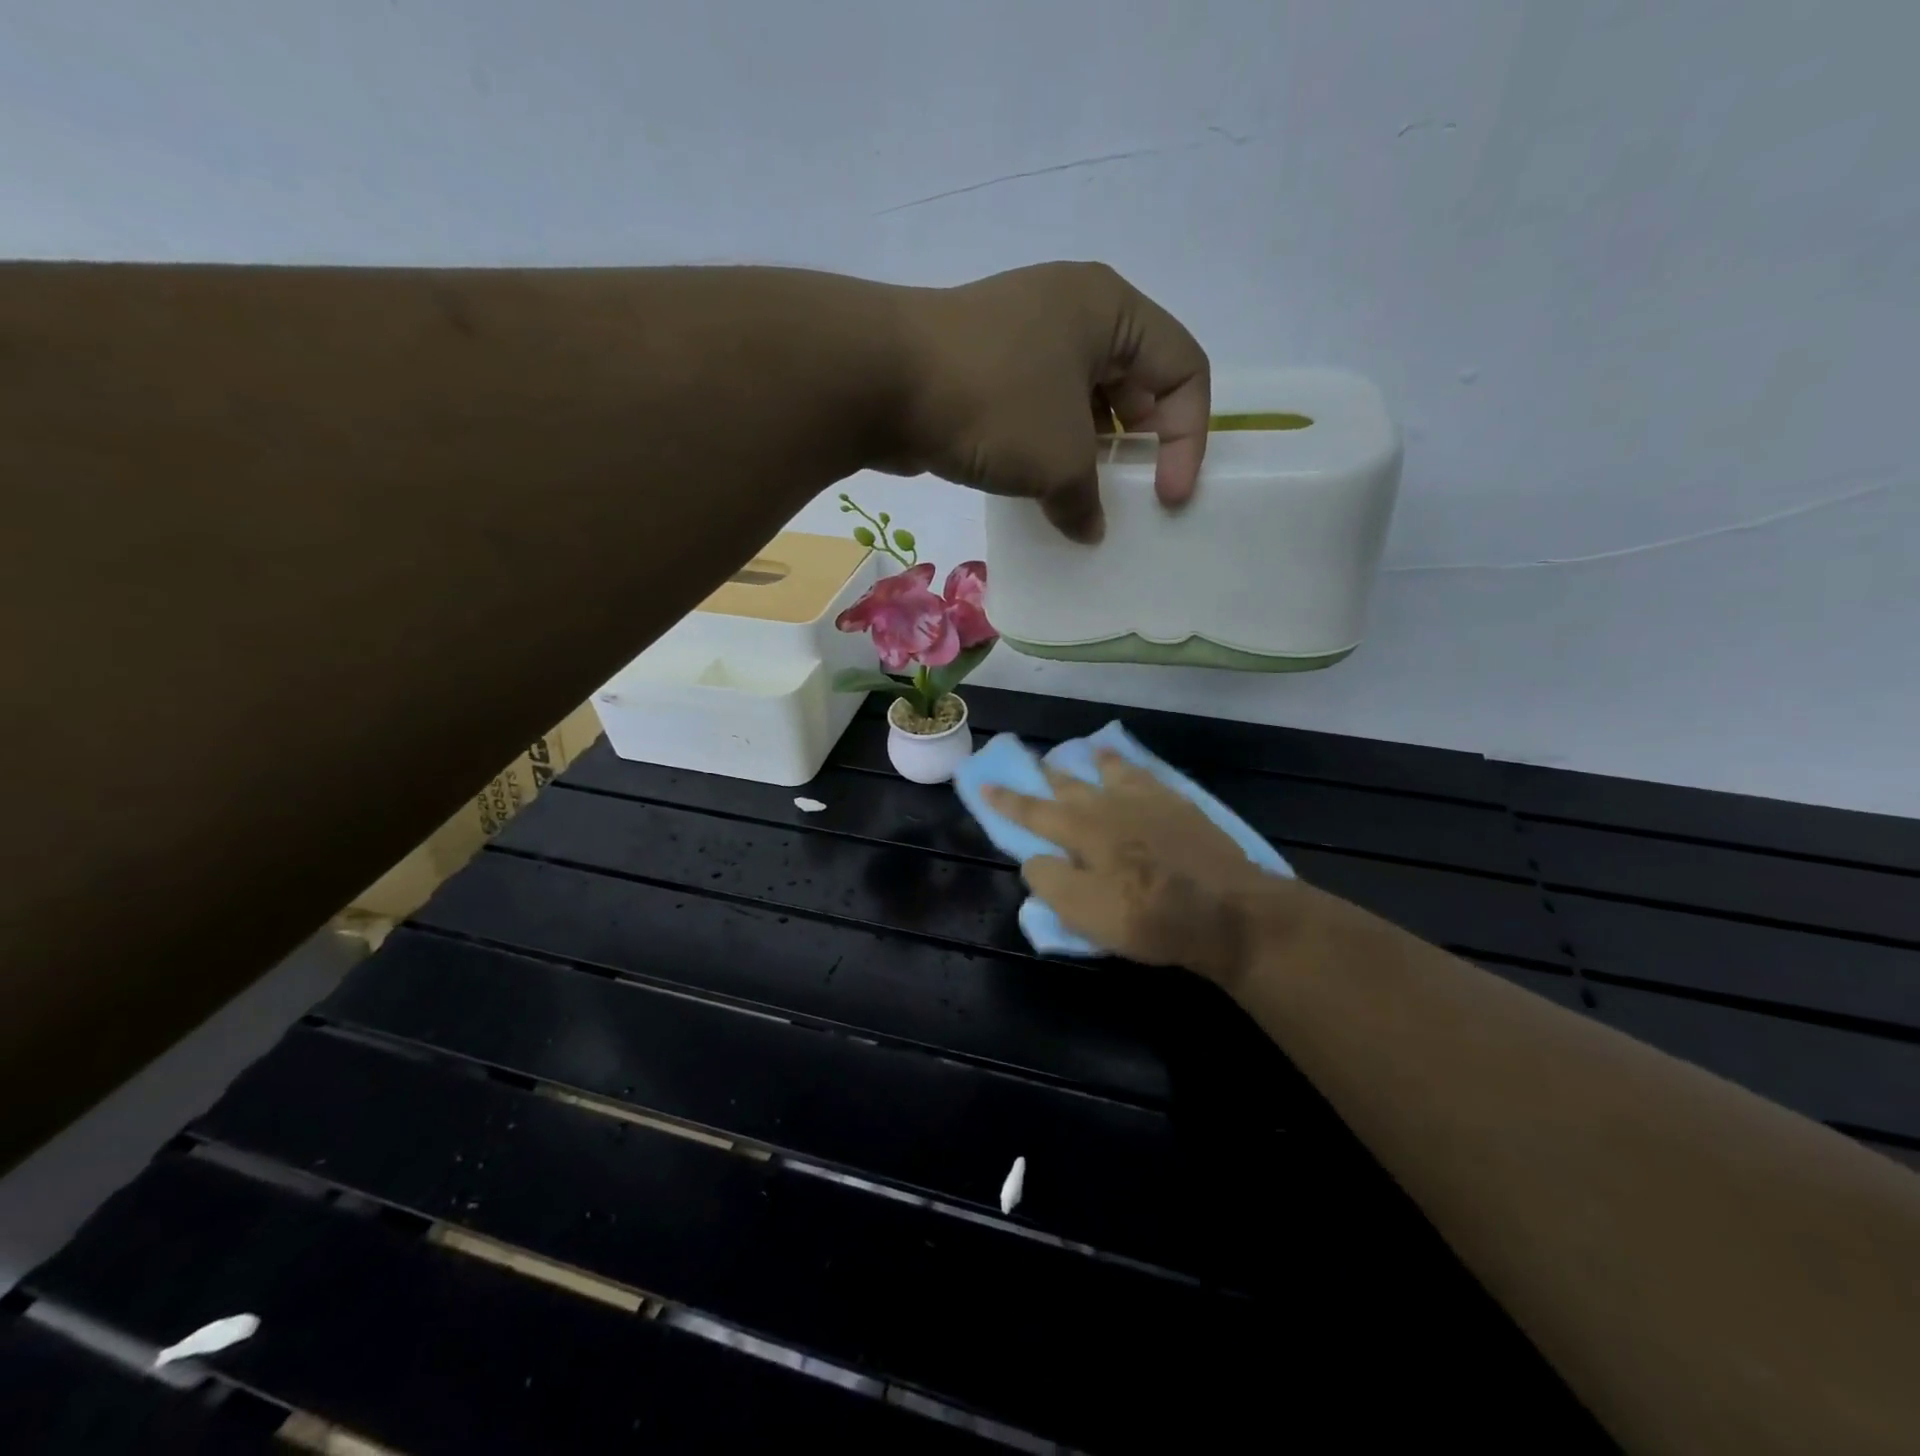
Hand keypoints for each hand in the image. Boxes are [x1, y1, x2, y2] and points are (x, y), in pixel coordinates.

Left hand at [888, 262, 1210, 543]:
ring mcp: (1022, 338)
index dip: (1188, 438)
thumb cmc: (992, 403)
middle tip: (1129, 500)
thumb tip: (1087, 528)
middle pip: (1135, 383)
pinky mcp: (985, 369)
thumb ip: (1086, 501)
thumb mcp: (1058, 459)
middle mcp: (1072, 313)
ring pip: (1081, 402)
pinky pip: (1037, 412)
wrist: (878, 380)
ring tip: (1084, 504)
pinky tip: (1040, 493)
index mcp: (1110, 310)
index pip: (1184, 368)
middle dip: (1138, 447)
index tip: (1168, 499)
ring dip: (1090, 456)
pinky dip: (1048, 452)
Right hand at [983, 748, 1284, 983]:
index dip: (1006, 800)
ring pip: (1114, 772)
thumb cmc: (1148, 916)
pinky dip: (1136, 769)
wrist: (1228, 911)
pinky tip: (1138, 770)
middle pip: (1072, 784)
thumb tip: (1033, 858)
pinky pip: (1151, 778)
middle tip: (1035, 761)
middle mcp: (1111, 805)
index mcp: (1083, 829)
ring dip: (1097, 762)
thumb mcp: (1084, 911)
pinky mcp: (1183, 808)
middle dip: (1049, 775)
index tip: (984, 784)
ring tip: (1090, 751)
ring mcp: (1151, 802)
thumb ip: (1050, 881)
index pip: (1033, 811)